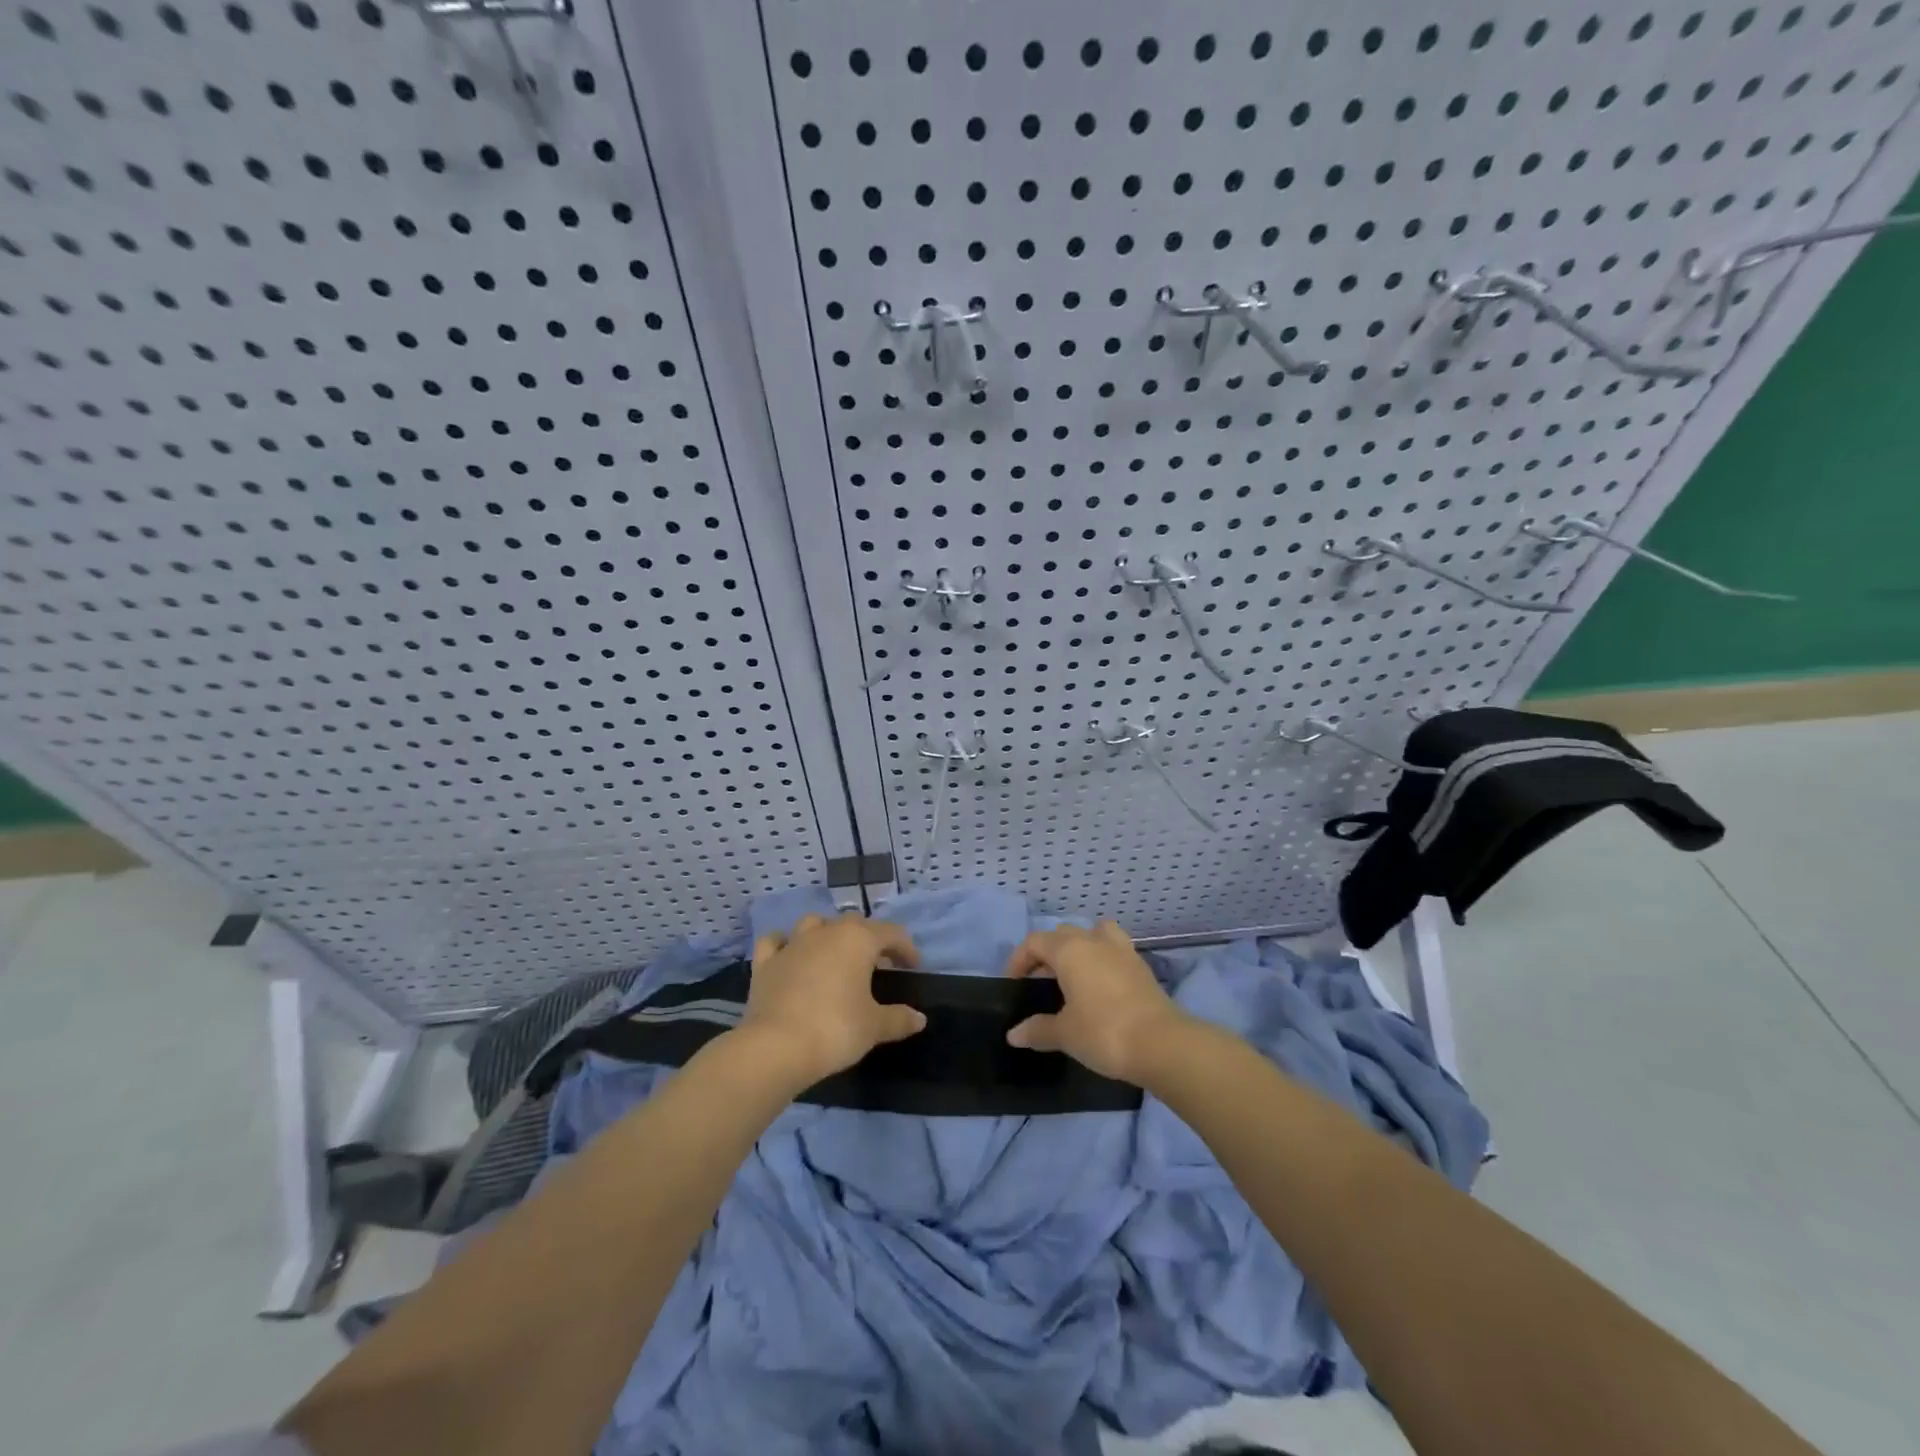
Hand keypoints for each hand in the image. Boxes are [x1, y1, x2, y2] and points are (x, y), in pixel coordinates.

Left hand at [739, 912, 925, 1085]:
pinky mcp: (765, 963)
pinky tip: (790, 956)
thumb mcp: (874, 1027)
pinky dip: (785, 944)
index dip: (906, 948)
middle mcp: (826, 932)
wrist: (776, 1047)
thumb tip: (919, 1019)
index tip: (912, 968)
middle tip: (878, 965)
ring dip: (828, 934)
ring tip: (835, 956)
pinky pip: (776, 942)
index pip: (891, 932)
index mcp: (858, 940)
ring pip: (814, 924)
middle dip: (869, 938)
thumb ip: (899, 1019)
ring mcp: (792, 944)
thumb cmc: (835, 1029)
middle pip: (854, 923)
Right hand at [1003, 921, 1188, 1083]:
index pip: (1034, 942)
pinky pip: (1114, 949)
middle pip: (1063, 935)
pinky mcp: (1141, 966)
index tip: (1014, 985)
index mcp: (1069, 950)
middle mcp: (1094, 940)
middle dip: (1047, 954)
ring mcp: (1121, 950)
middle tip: (1040, 984)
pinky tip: (1100, 985)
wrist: (1161, 1044)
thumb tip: (1013, 1034)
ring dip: (1079, 948)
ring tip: (1074, 976)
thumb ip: (1037, 1029)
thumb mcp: (1064, 1034)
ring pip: (1093, 934)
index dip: (1019, 960)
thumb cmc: (1103, 1032)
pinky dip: (1102, 958)